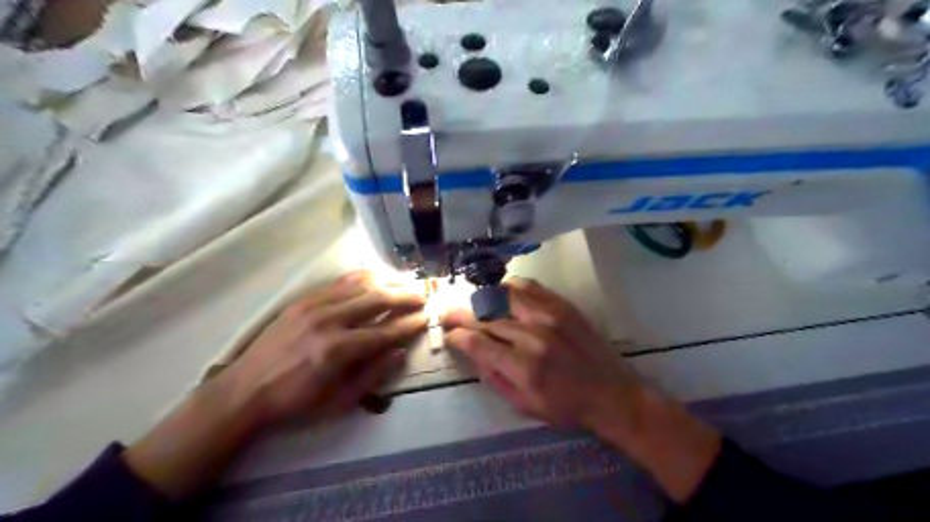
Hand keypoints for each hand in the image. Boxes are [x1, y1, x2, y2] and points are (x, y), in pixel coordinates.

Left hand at [125, 271, 425, 498]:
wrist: (245, 390)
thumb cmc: (295, 402)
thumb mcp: (339, 402)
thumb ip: (373, 375)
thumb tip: (400, 352)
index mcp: (338, 350)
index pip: (385, 330)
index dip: (409, 324)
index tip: (426, 318)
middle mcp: (329, 320)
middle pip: (377, 299)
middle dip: (405, 296)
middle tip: (424, 296)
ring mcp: (314, 305)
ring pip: (361, 284)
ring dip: (388, 282)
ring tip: (405, 285)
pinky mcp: (304, 299)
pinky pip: (340, 282)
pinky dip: (363, 278)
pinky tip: (376, 279)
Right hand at [443, 280, 648, 433]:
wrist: (612, 393)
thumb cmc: (566, 407)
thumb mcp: (525, 405)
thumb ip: (495, 378)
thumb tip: (473, 353)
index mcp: (523, 366)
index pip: (477, 342)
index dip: (457, 336)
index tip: (449, 333)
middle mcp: (533, 335)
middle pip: (487, 317)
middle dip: (462, 315)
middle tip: (449, 313)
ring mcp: (549, 316)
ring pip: (504, 296)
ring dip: (484, 299)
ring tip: (475, 303)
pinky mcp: (562, 306)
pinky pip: (530, 287)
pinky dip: (510, 287)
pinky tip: (502, 293)